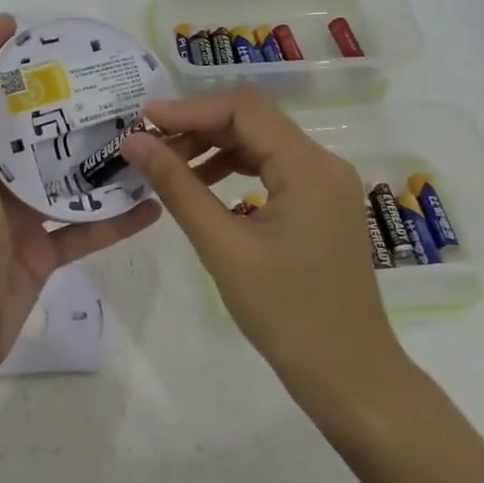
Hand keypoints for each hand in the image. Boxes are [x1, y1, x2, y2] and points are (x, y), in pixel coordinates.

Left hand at [0, 15, 161, 482]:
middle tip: (97, 77)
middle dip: (52, 102)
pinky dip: (108, 221)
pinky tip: (149, 208)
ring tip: (137, 133)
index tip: (14, 27)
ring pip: (57, 180)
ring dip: (90, 161)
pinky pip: (77, 231)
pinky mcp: (35, 256)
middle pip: (21, 133)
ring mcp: (13, 222)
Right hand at [121, 86, 390, 401]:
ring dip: (214, 145)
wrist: (349, 374)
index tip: (143, 121)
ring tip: (169, 164)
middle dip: (199, 124)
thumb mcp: (222, 247)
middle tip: (150, 144)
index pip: (244, 109)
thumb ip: (177, 186)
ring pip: (262, 141)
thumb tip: (134, 141)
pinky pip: (273, 166)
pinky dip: (235, 166)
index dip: (190, 107)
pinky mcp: (321, 202)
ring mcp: (325, 183)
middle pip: (254, 119)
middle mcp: (323, 162)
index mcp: (308, 167)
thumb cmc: (285, 314)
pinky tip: (204, 184)